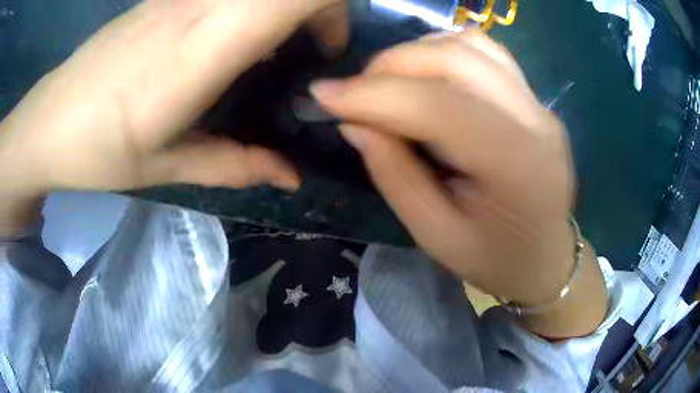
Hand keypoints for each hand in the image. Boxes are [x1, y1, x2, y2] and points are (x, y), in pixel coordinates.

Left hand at [0, 0, 346, 196]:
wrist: (48, 120)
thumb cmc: (98, 149)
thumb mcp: (166, 167)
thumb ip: (235, 164)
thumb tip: (291, 176)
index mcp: (202, 48)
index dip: (331, 9)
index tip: (326, 48)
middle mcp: (197, 6)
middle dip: (318, 8)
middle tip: (308, 51)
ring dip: (281, 9)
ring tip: (269, 52)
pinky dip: (248, 9)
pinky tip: (224, 44)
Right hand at [313, 31, 606, 336]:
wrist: (547, 258)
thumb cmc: (496, 261)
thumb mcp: (436, 236)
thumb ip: (395, 175)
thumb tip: (354, 122)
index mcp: (517, 167)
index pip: (440, 106)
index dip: (374, 94)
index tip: (323, 95)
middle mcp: (536, 121)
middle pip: (457, 59)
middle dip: (391, 65)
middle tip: (354, 92)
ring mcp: (539, 104)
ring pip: (471, 45)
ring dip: (416, 53)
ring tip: (387, 83)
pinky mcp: (534, 99)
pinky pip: (486, 52)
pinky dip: (443, 52)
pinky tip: (425, 76)